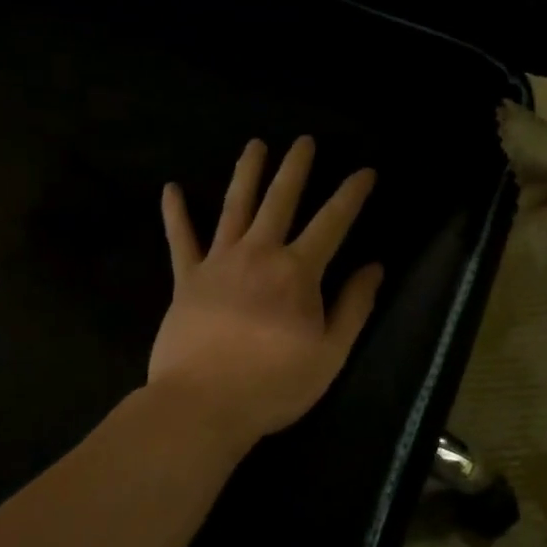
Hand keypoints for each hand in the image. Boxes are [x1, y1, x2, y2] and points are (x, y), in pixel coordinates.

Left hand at [150, 136, 383, 449]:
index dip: (351, 193)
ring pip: (235, 206)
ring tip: (255, 144)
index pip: (332, 222)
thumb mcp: (330, 353)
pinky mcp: (186, 279)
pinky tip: (171, 189)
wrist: (202, 406)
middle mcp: (258, 253)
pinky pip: (180, 240)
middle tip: (303, 140)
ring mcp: (218, 262)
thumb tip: (374, 266)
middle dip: (295, 168)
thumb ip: (354, 306)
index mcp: (297, 271)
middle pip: (280, 200)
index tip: (365, 171)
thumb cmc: (273, 384)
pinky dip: (176, 214)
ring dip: (247, 173)